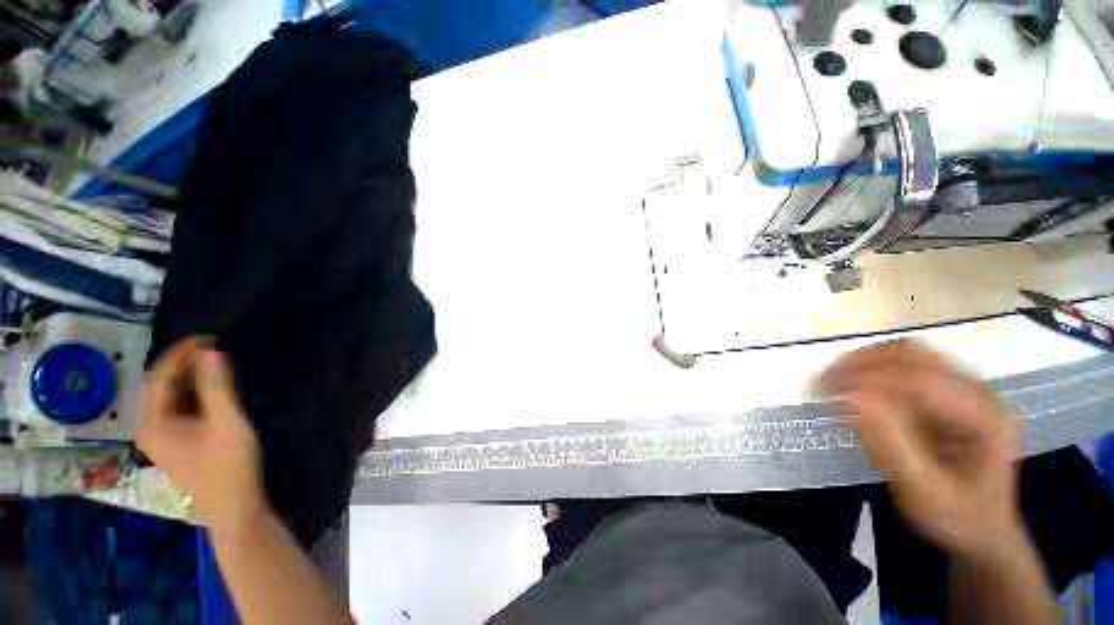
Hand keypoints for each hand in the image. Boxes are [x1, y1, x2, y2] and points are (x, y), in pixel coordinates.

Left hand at [138, 337, 266, 533]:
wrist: (234, 507)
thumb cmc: (228, 466)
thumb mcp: (227, 423)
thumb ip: (218, 387)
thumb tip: (211, 352)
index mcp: (152, 424)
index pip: (159, 378)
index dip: (180, 354)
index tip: (207, 338)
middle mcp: (150, 428)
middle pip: (162, 386)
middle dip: (185, 364)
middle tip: (215, 349)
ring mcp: (162, 437)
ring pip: (171, 397)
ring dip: (191, 378)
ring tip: (217, 364)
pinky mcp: (178, 443)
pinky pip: (180, 408)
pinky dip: (195, 393)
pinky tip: (214, 389)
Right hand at [819, 340, 1022, 557]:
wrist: (982, 526)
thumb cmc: (957, 517)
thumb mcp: (925, 491)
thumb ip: (891, 444)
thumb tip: (851, 398)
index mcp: (985, 418)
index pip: (922, 382)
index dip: (870, 379)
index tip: (826, 387)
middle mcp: (978, 393)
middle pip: (916, 357)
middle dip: (865, 363)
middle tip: (825, 380)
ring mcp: (964, 389)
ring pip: (908, 355)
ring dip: (866, 363)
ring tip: (833, 380)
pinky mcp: (946, 393)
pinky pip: (904, 368)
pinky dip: (873, 371)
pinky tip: (853, 386)